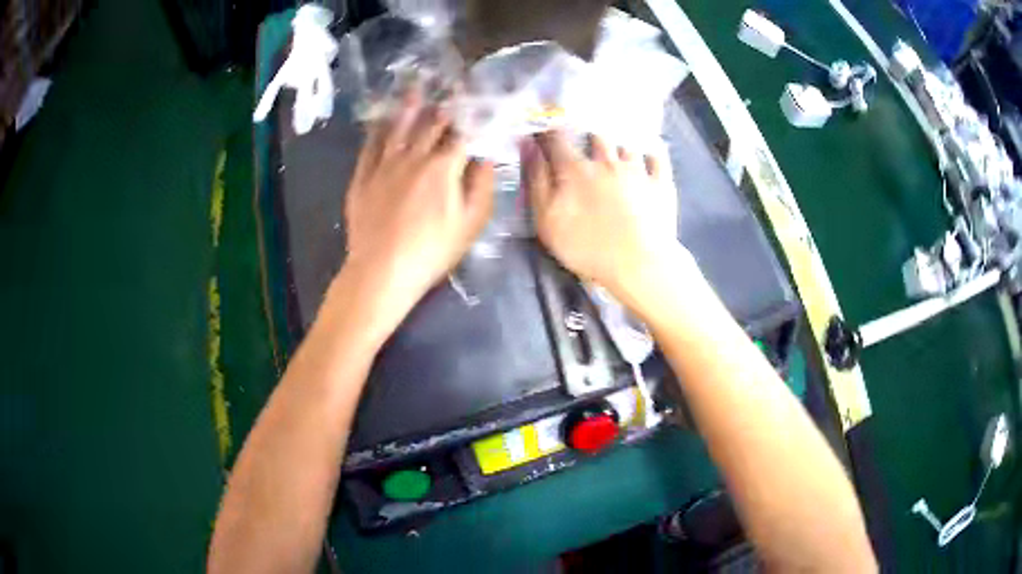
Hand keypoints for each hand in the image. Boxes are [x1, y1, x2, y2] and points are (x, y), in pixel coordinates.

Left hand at [342, 89, 494, 313]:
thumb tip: (487, 156)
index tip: (481, 99)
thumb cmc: (432, 250)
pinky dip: (378, 129)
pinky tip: (381, 119)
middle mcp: (413, 156)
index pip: (462, 132)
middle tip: (451, 85)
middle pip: (431, 123)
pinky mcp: (363, 176)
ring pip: (398, 126)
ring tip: (415, 85)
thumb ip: (482, 185)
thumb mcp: (471, 223)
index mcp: (443, 166)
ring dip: (409, 105)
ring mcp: (384, 164)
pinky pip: (370, 145)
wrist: (381, 271)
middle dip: (445, 104)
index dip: (473, 114)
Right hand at [524, 131, 679, 295]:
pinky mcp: (661, 183)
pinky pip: (658, 158)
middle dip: (587, 140)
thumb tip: (528, 145)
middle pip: (595, 137)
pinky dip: (651, 154)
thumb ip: (536, 180)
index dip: (549, 133)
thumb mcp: (547, 219)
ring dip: (618, 149)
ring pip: (626, 146)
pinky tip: (648, 157)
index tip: (545, 135)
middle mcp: (607, 161)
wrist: (638, 265)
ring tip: (616, 158)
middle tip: (585, 151)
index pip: (557, 138)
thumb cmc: (586, 247)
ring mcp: (638, 170)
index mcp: (576, 169)